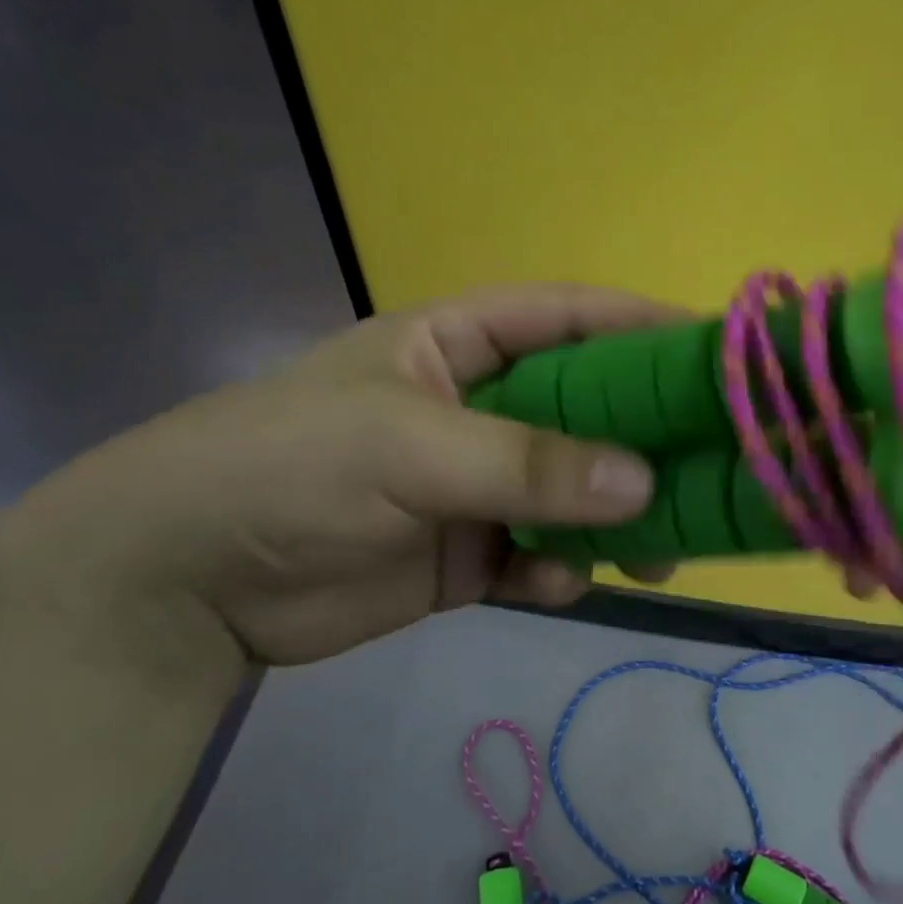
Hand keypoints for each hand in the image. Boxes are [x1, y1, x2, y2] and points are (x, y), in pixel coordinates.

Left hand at [23, 285, 680, 666]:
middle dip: (647, 442)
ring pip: (576, 491)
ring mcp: (477, 484)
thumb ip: (527, 462)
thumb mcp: (407, 447)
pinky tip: (551, 584)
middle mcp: (480, 408)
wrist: (185, 582)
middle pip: (590, 412)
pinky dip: (560, 568)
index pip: (570, 319)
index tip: (716, 354)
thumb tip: (644, 481)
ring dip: (616, 519)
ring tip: (656, 553)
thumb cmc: (289, 469)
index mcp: (460, 344)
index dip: (643, 329)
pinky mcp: (469, 553)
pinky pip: (542, 553)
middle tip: (714, 472)